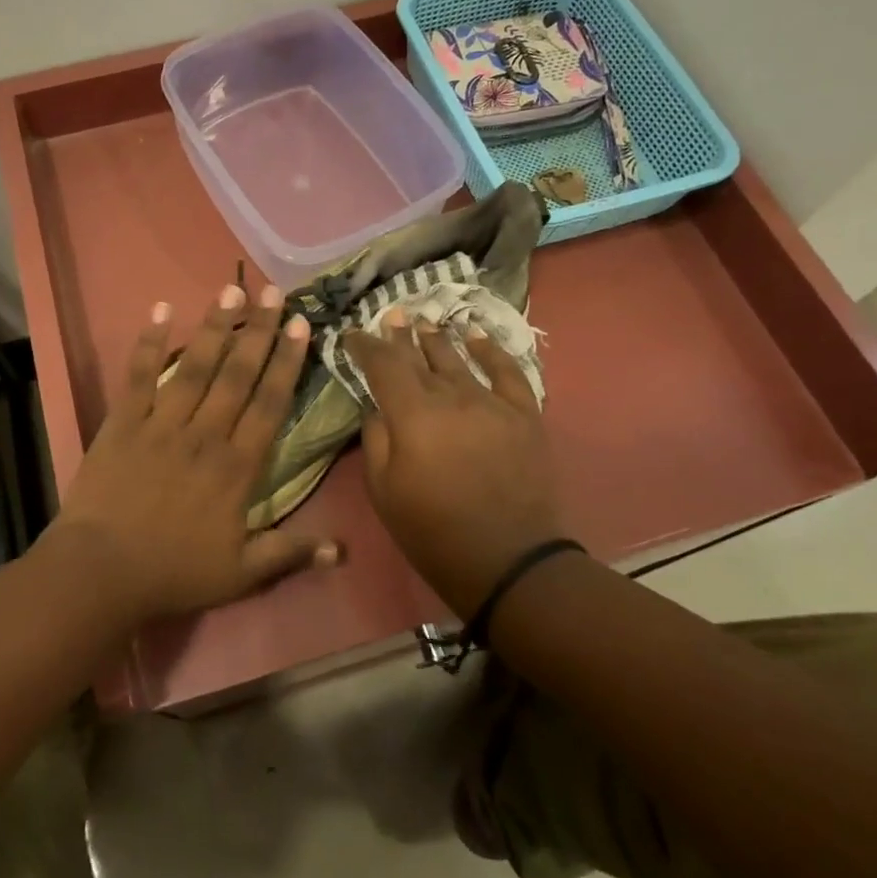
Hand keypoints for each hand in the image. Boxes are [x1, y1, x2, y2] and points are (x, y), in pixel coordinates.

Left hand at [46, 283, 337, 627]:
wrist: (100, 573)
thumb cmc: (173, 572)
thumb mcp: (240, 574)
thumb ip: (289, 552)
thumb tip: (342, 549)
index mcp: (236, 466)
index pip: (269, 403)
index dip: (288, 362)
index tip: (301, 326)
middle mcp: (204, 434)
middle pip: (236, 374)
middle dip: (258, 330)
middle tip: (274, 292)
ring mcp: (161, 423)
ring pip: (194, 365)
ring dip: (214, 326)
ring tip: (230, 289)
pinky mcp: (123, 422)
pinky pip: (139, 376)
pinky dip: (149, 342)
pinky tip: (160, 309)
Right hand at [343, 310, 565, 617]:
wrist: (510, 562)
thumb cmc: (434, 532)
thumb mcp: (384, 491)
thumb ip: (376, 439)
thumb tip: (377, 407)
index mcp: (412, 414)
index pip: (383, 365)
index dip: (365, 346)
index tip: (352, 335)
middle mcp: (452, 396)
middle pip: (420, 356)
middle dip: (400, 336)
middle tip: (390, 316)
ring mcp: (492, 402)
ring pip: (459, 359)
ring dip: (437, 338)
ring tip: (424, 322)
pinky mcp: (524, 414)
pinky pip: (507, 372)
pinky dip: (491, 350)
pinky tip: (477, 336)